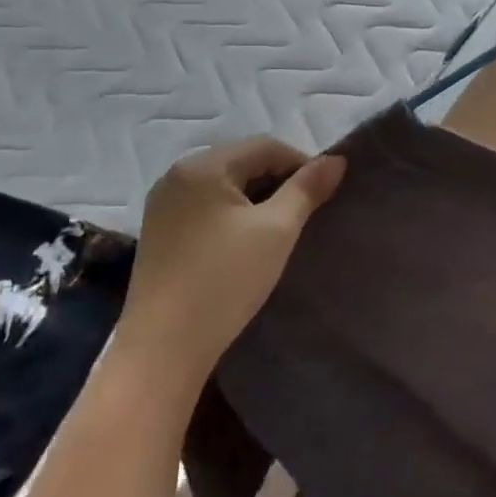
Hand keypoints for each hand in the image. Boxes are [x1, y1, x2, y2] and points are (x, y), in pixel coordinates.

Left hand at [123, 137, 345, 379]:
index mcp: (202, 166)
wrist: (163, 350)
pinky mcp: (159, 233)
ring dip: (257, 199)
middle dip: (279, 181)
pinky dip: (233, 215)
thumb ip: (307, 189)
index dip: (302, 164)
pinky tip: (246, 243)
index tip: (324, 195)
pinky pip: (206, 207)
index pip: (266, 146)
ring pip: (225, 186)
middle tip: (305, 215)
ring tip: (280, 230)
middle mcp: (176, 175)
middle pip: (243, 162)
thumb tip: (336, 159)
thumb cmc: (225, 281)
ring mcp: (163, 205)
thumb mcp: (277, 230)